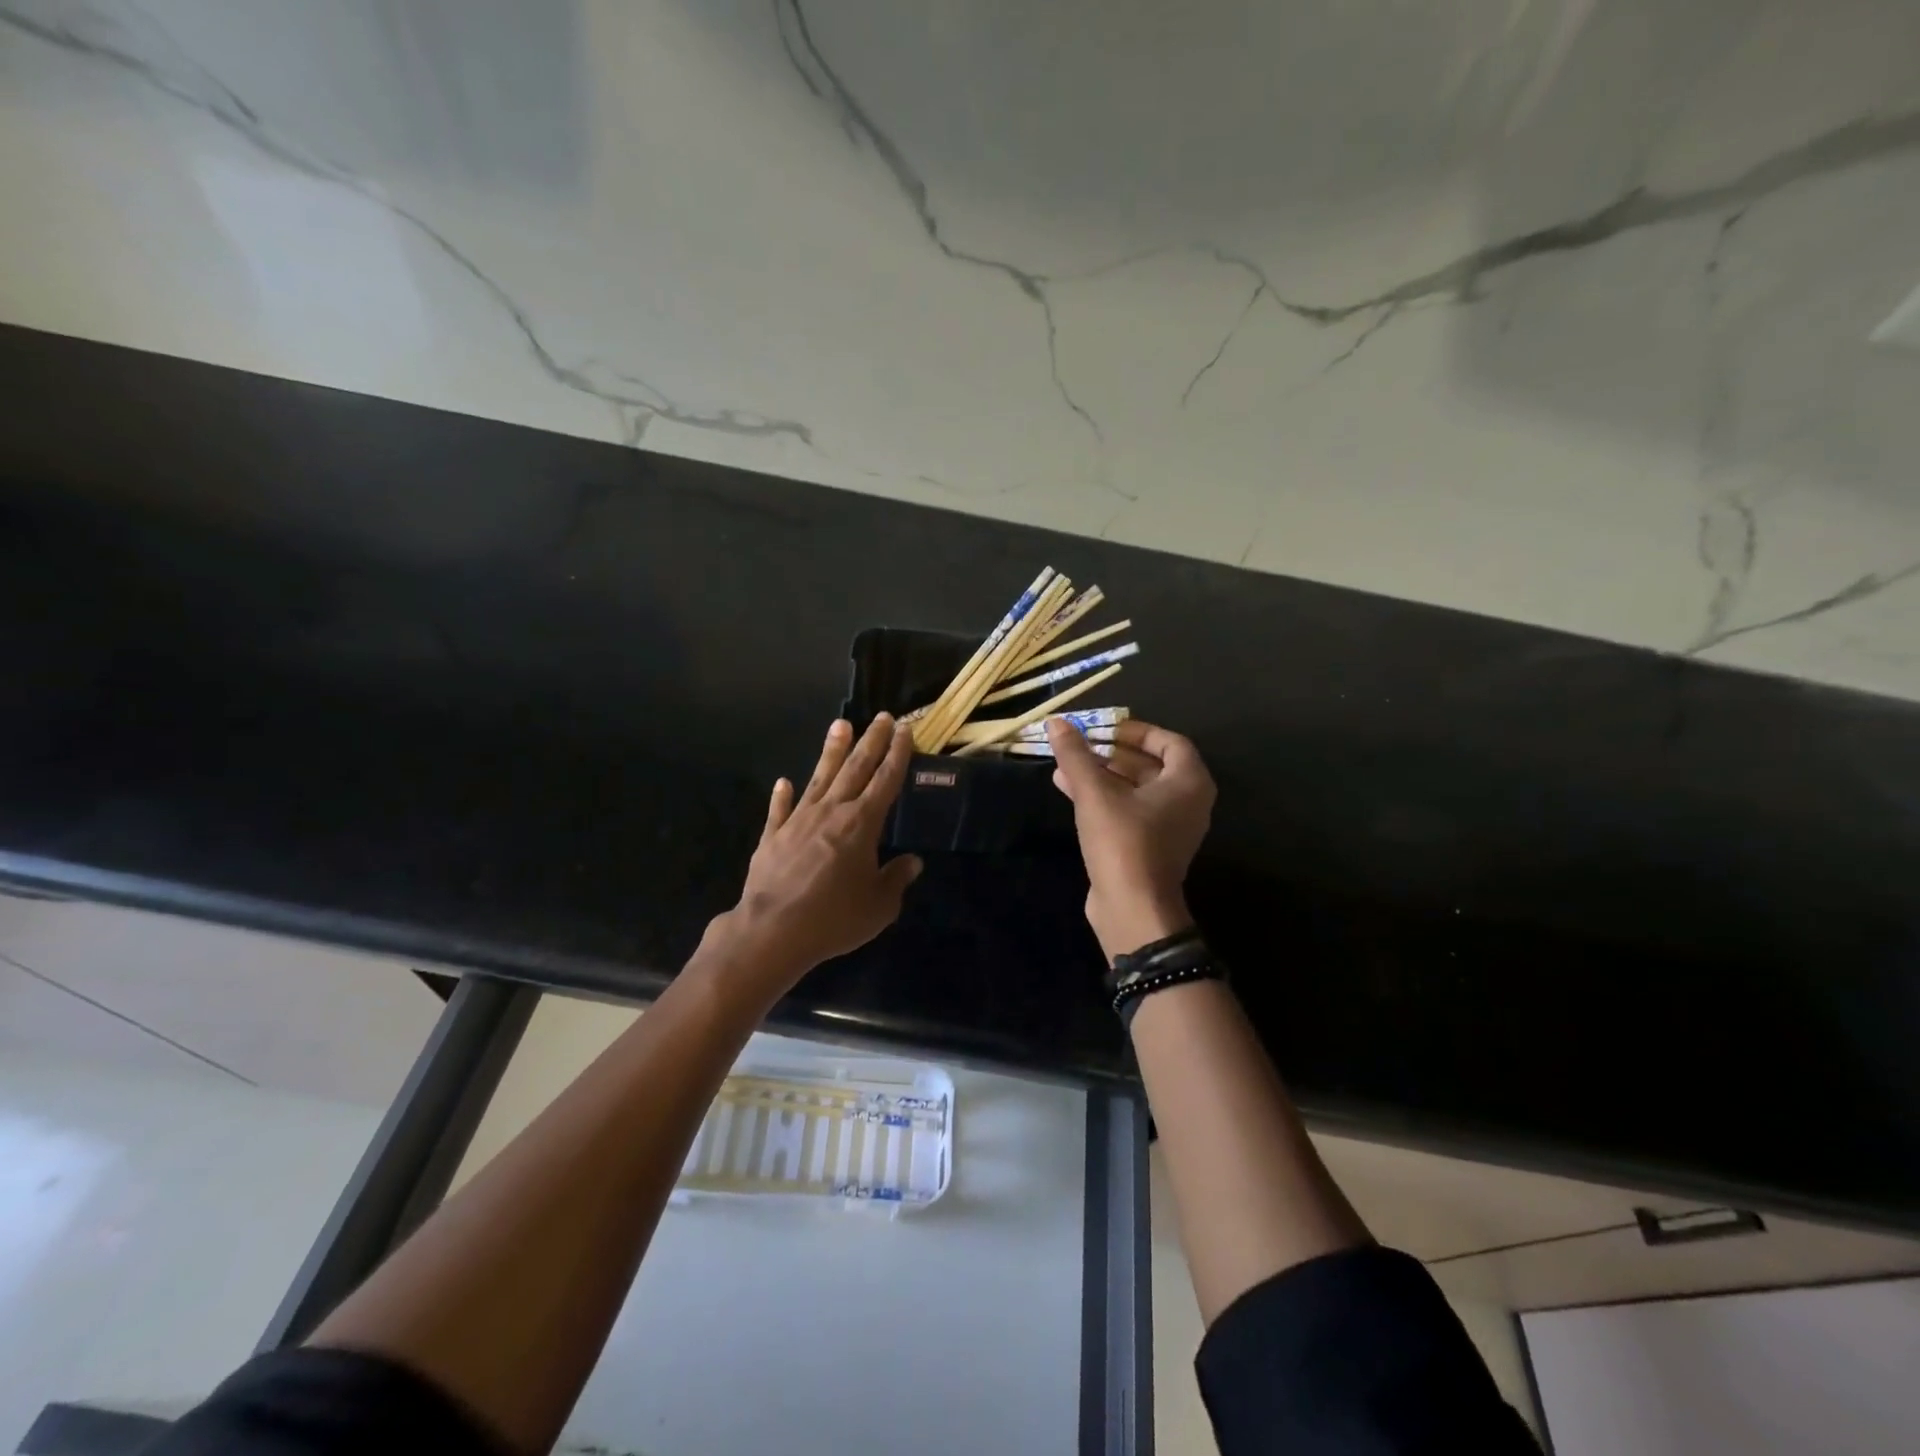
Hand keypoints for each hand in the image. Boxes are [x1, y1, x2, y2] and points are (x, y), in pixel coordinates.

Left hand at [706, 714, 922, 1003]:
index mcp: (862, 824)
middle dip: (871, 741)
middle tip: (882, 717)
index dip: (897, 754)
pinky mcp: (773, 836)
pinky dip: (783, 795)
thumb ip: (896, 879)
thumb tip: (912, 863)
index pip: (886, 780)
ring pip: (820, 778)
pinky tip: (784, 782)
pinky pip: (780, 810)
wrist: (773, 931)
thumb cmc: (834, 918)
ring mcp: (799, 820)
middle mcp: (832, 812)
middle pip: (855, 768)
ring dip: (832, 751)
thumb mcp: (879, 906)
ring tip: (840, 725)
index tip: (904, 730)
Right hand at [1046, 717, 1214, 960]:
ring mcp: (1170, 828)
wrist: (1132, 909)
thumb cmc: (1123, 841)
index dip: (1137, 732)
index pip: (1170, 742)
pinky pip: (1129, 811)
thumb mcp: (1095, 793)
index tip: (1106, 728)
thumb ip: (1076, 756)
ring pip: (1136, 790)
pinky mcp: (1150, 848)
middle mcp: (1187, 803)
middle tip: (1081, 745)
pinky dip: (1104, 798)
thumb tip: (1056, 723)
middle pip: (1151, 766)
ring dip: (1103, 775)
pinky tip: (1068, 790)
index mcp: (1189, 783)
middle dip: (1113, 753)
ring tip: (1066, 765)